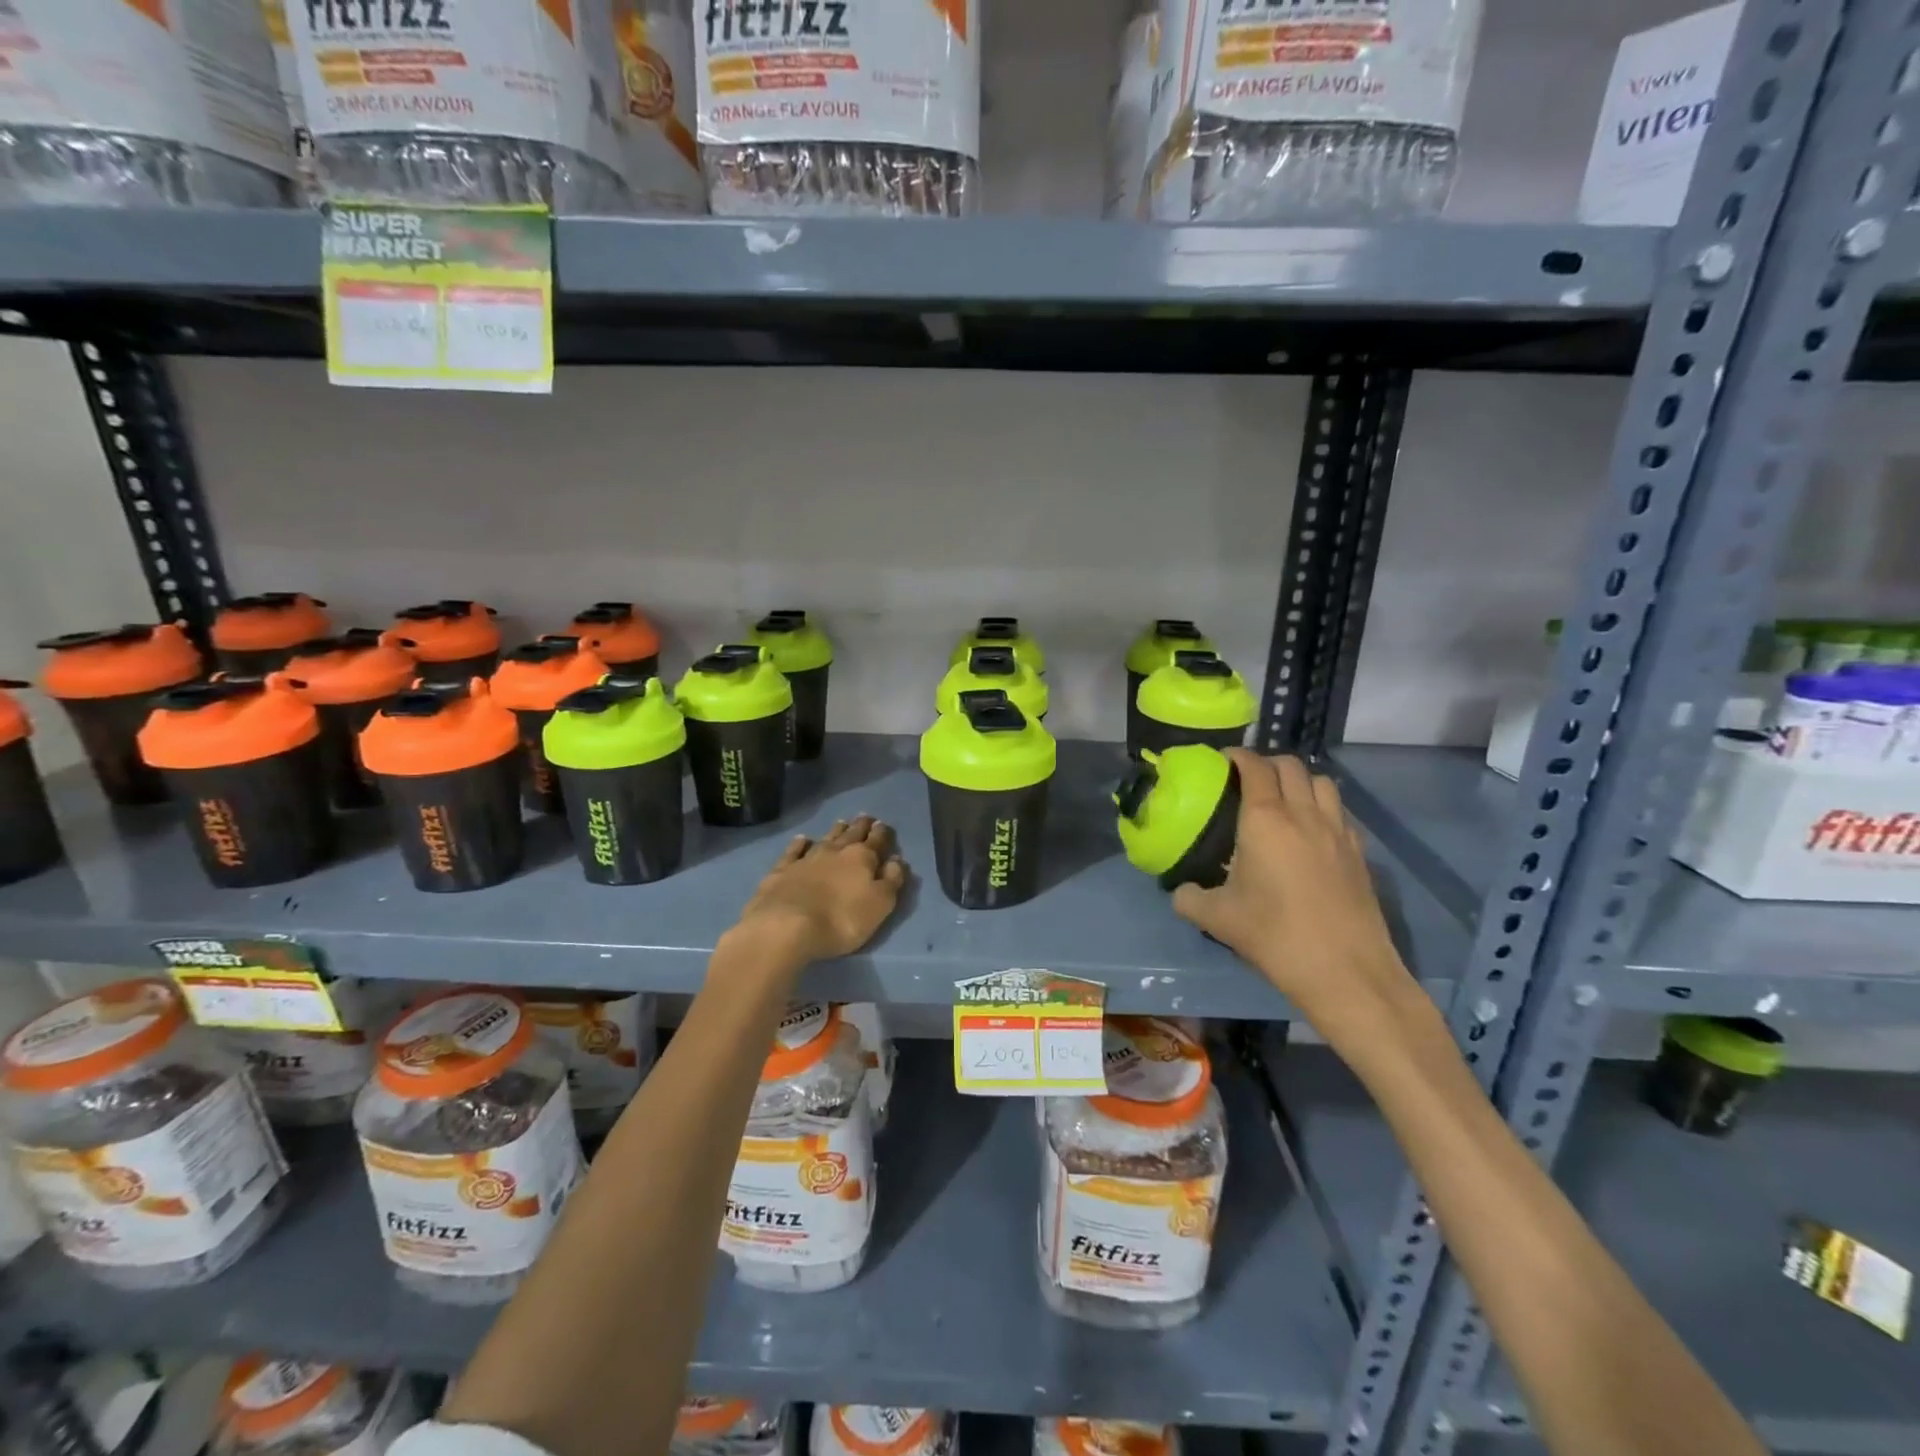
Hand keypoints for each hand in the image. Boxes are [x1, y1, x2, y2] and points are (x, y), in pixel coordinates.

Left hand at [734, 815, 908, 964]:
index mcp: (862, 858)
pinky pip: (794, 851)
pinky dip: (799, 844)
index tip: (883, 825)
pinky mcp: (782, 870)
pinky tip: (802, 839)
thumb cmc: (841, 919)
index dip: (882, 833)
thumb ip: (891, 880)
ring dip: (835, 831)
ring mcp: (806, 858)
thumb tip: (896, 860)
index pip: (876, 840)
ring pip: (825, 838)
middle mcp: (835, 851)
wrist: (786, 926)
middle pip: (851, 834)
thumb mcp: (879, 905)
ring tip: (842, 823)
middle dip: (860, 826)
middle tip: (865, 817)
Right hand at [1173, 751, 1414, 1041]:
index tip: (1222, 760)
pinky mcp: (1359, 852)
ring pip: (1322, 782)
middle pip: (1291, 765)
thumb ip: (1189, 898)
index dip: (1237, 756)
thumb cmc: (1274, 936)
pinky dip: (1323, 807)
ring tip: (1283, 799)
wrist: (1345, 971)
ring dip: (1300, 780)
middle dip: (1268, 763)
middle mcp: (1304, 814)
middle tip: (1248, 779)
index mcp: (1265, 820)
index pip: (1254, 767)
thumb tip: (1181, 890)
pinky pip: (1340, 812)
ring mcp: (1337, 831)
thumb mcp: (1217, 918)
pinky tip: (1310, 832)